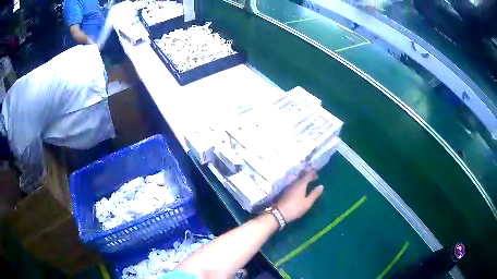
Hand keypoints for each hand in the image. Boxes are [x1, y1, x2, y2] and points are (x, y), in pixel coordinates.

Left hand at [275, 169, 323, 222]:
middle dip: (307, 175)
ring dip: (303, 179)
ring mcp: (288, 187)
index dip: (312, 173)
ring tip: (308, 181)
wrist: (279, 213)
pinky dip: (298, 183)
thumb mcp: (307, 202)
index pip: (307, 175)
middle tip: (313, 176)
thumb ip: (314, 194)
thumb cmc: (296, 208)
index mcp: (301, 184)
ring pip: (297, 180)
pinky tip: (300, 187)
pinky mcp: (285, 191)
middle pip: (301, 176)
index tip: (317, 174)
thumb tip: (321, 186)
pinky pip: (293, 184)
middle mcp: (294, 183)